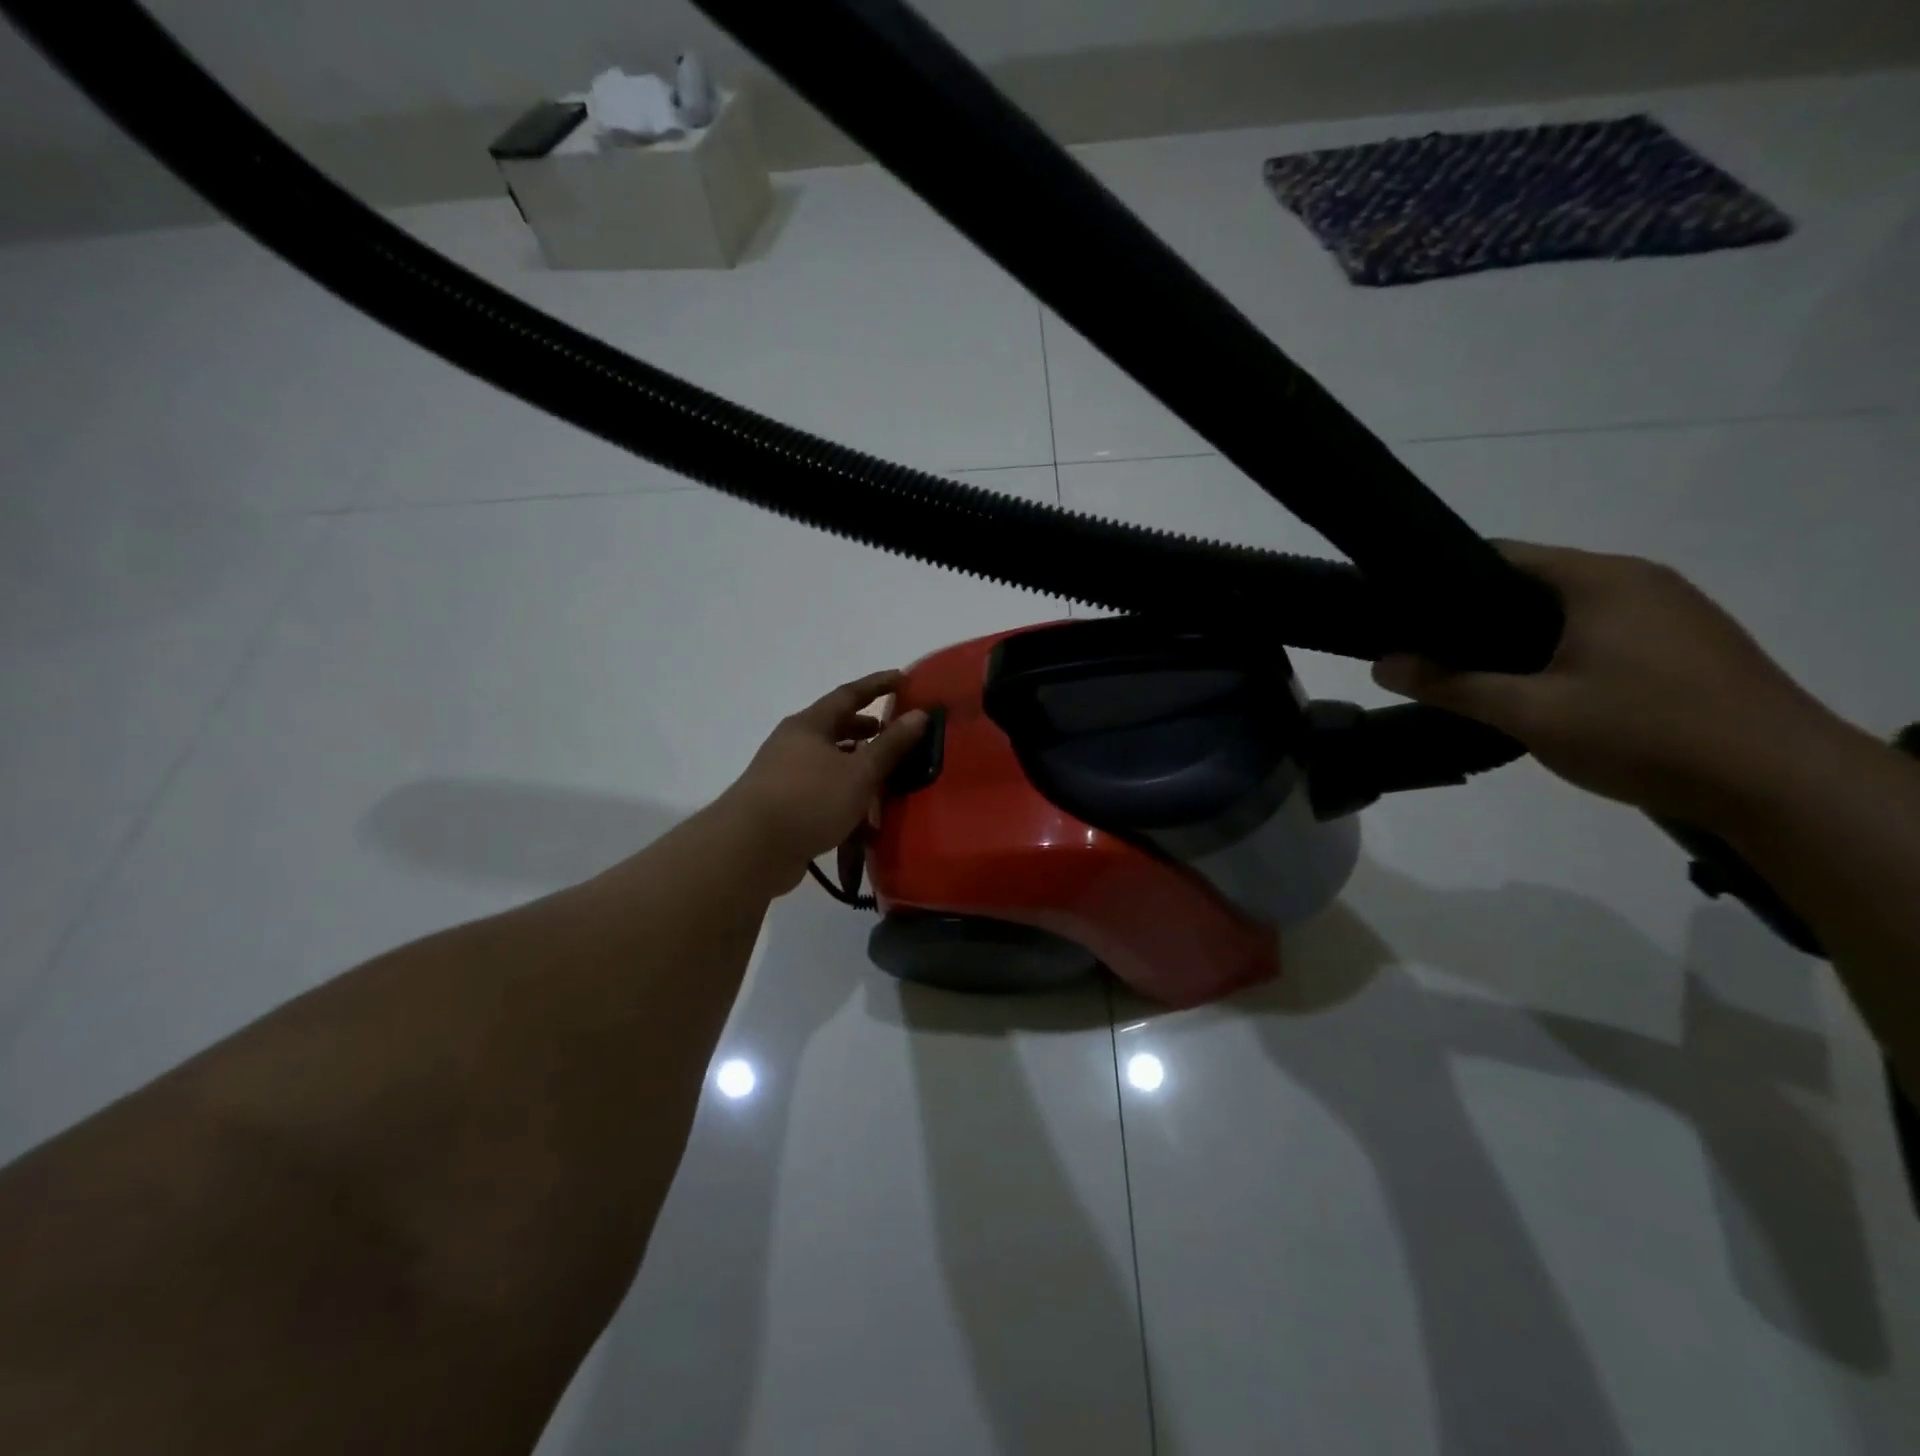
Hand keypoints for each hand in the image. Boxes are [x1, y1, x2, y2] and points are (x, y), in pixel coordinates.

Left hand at [717, 670, 928, 890]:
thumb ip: (890, 745)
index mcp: (809, 725)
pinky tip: (865, 816)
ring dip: (858, 766)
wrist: (750, 850)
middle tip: (897, 735)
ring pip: (830, 762)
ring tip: (887, 778)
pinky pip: (822, 791)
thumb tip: (919, 714)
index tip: (904, 680)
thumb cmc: (809, 799)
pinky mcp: (784, 807)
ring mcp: (785, 776)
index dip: (878, 685)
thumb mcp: (859, 772)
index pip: (849, 694)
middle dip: (868, 730)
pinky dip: (845, 796)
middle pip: (837, 729)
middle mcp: (794, 744)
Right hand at [1372, 542, 1853, 826]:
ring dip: (1518, 636)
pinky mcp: (1686, 644)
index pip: (1500, 554)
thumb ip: (1451, 686)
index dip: (1443, 579)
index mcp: (1599, 580)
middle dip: (1476, 613)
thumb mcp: (1530, 713)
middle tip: (1428, 650)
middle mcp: (1637, 580)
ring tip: (1473, 673)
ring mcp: (1670, 610)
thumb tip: (1382, 665)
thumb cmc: (1645, 734)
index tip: (1402, 612)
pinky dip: (1558, 649)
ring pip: (1567, 609)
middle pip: (1533, 580)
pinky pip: (1601, 630)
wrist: (1781, 784)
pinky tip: (1539, 689)